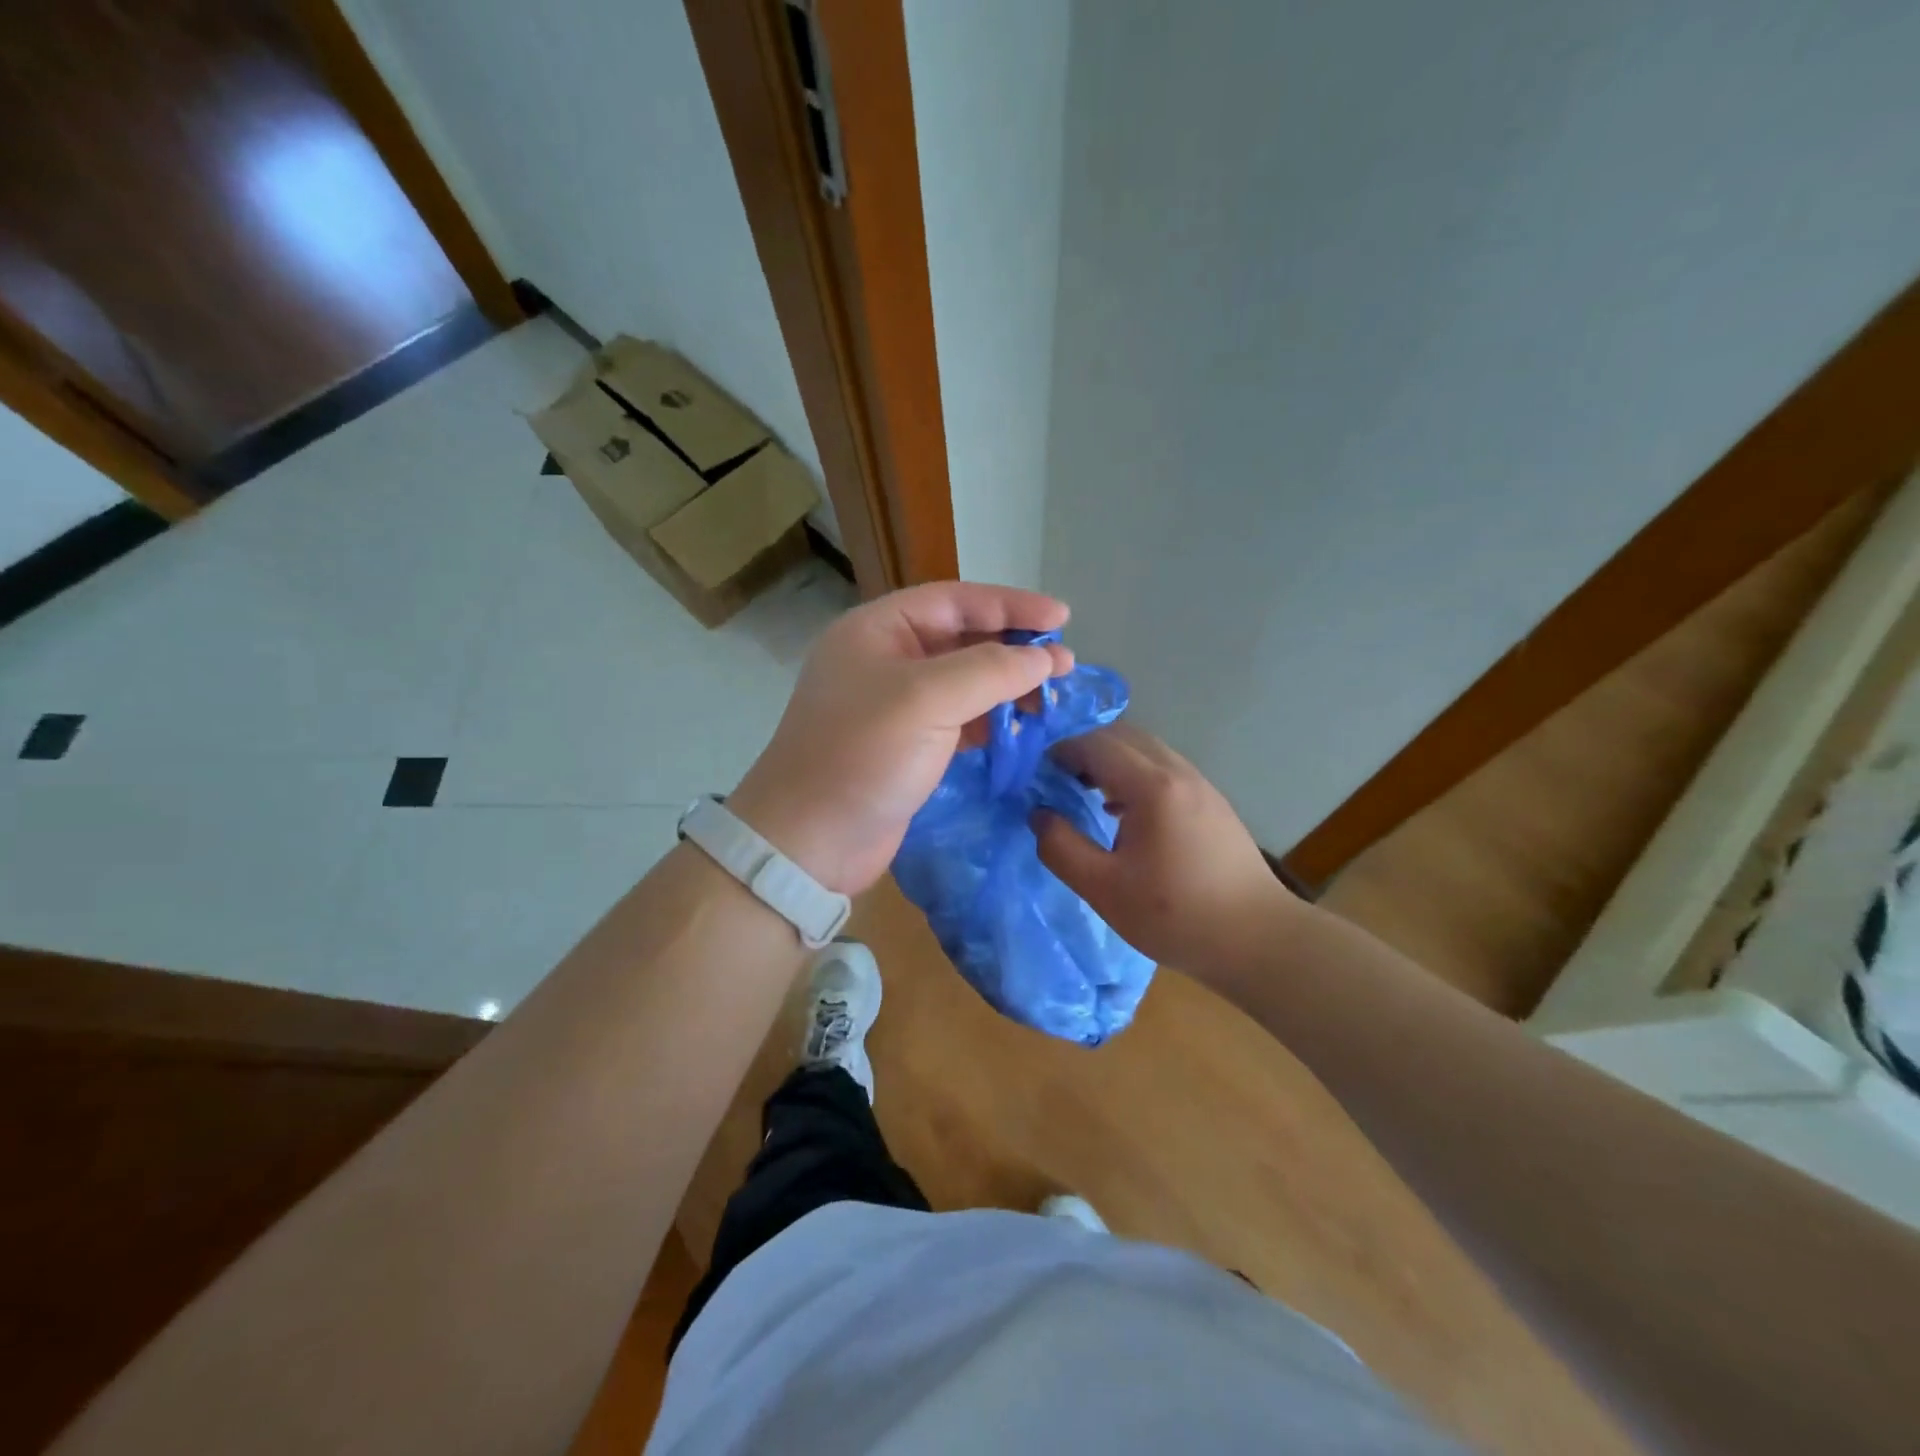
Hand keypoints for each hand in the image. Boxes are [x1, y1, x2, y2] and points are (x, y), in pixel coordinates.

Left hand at [730, 583, 1073, 893]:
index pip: (954, 600)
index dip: (1010, 605)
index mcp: (877, 630)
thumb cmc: (862, 755)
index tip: (1062, 618)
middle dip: (1013, 647)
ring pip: (963, 682)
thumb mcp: (927, 699)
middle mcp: (885, 660)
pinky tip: (1021, 727)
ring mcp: (894, 707)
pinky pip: (958, 720)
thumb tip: (1045, 657)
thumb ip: (991, 670)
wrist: (809, 842)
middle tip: (1065, 663)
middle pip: (961, 639)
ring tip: (1052, 696)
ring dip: (1006, 686)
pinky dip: (990, 720)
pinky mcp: (906, 747)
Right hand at [1034, 724, 1300, 977]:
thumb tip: (1038, 814)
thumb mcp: (1104, 888)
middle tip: (1060, 780)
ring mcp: (1201, 785)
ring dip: (1112, 760)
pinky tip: (1125, 813)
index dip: (1063, 752)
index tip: (1038, 774)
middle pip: (1124, 736)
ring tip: (1088, 794)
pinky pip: (1165, 769)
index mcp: (1152, 787)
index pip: (1098, 745)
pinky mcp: (1212, 803)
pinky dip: (1136, 774)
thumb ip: (1061, 848)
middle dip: (1086, 749)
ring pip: (1147, 750)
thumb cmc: (1175, 915)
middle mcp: (1178, 773)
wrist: (1258, 939)